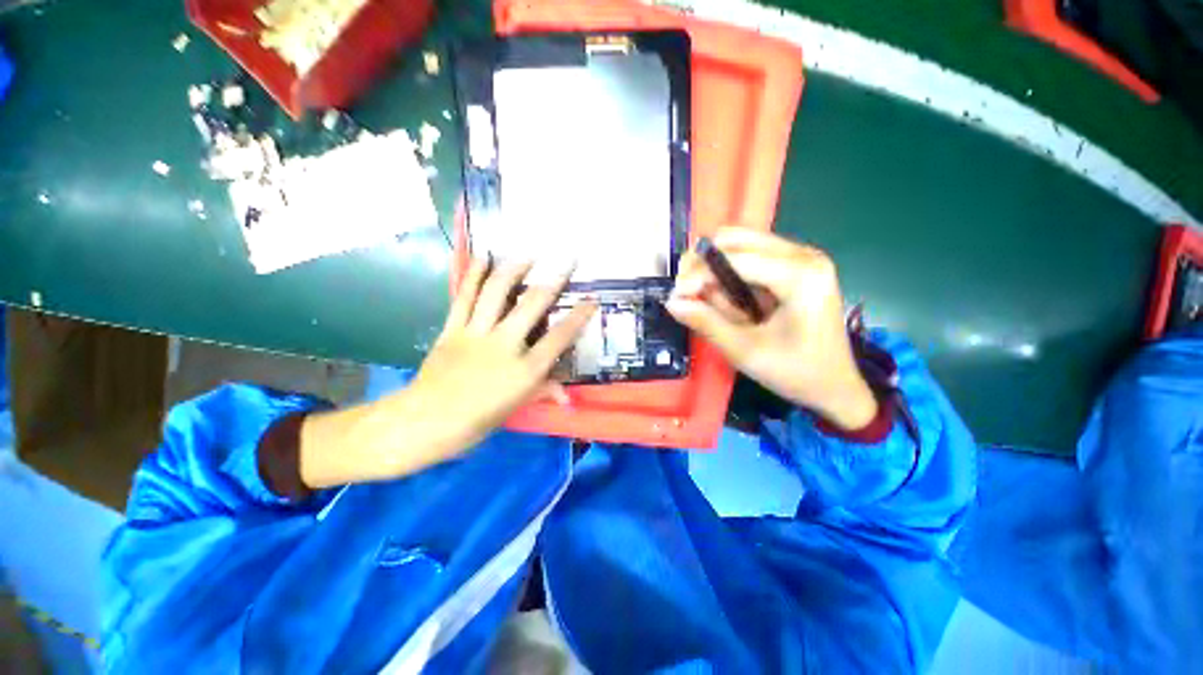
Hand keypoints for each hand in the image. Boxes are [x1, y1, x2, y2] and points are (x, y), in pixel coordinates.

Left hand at [299, 259, 594, 486]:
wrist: (426, 422)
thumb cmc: (477, 421)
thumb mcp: (515, 408)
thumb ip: (543, 392)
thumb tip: (568, 396)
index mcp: (525, 369)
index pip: (559, 338)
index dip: (578, 317)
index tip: (591, 300)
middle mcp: (505, 345)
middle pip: (532, 305)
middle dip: (554, 280)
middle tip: (567, 260)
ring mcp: (477, 333)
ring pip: (497, 293)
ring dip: (515, 269)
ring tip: (528, 254)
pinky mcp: (453, 329)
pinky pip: (464, 297)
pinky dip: (473, 276)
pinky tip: (483, 258)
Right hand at [666, 228, 877, 430]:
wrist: (836, 387)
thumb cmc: (796, 373)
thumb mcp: (745, 352)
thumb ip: (707, 323)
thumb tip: (672, 302)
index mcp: (800, 274)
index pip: (735, 258)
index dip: (698, 273)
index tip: (675, 296)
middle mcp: (803, 254)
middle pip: (736, 239)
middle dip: (704, 264)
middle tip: (686, 293)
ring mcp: (801, 257)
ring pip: (740, 245)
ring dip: (716, 271)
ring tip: (711, 303)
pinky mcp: (795, 266)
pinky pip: (749, 258)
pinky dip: (730, 276)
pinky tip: (730, 302)